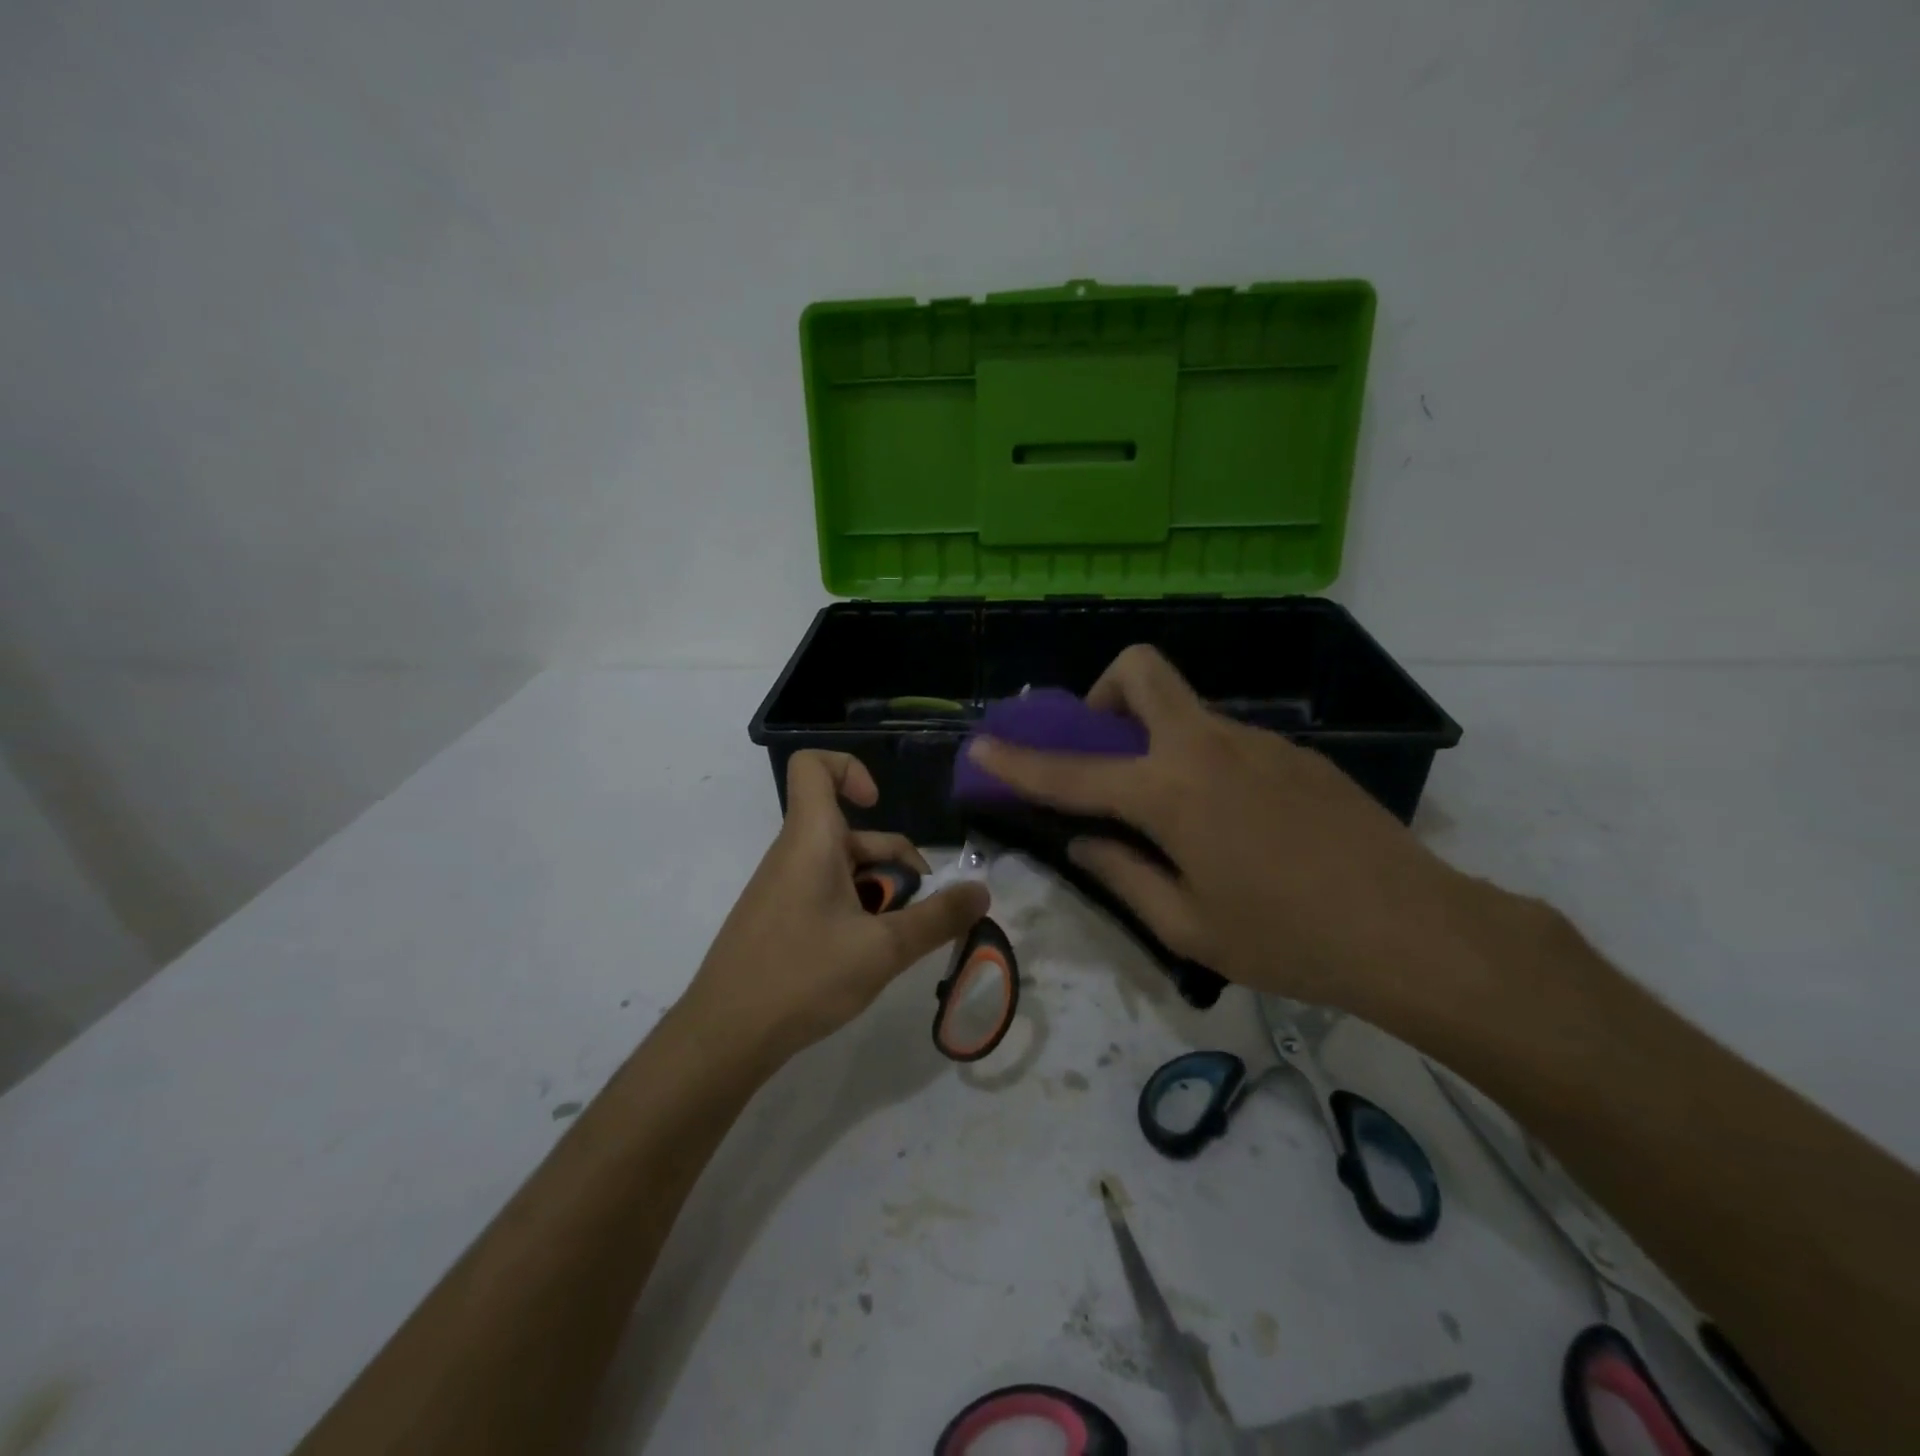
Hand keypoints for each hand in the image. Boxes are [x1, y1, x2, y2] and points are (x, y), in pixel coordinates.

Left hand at [681, 750, 990, 1067]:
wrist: (724, 1037)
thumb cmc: (802, 977)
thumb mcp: (883, 949)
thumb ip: (938, 919)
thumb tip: (982, 890)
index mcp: (811, 840)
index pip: (813, 767)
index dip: (850, 769)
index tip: (879, 805)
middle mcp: (794, 854)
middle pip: (852, 831)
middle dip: (896, 862)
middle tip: (923, 909)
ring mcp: (784, 888)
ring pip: (844, 868)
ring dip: (881, 893)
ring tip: (900, 941)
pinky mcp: (780, 919)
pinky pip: (827, 894)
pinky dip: (857, 912)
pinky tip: (869, 957)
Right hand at [965, 647, 1508, 1023]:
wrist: (1416, 931)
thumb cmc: (1288, 939)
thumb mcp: (1189, 927)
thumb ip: (1123, 875)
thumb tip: (1085, 843)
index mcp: (1171, 792)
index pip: (1073, 771)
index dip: (1019, 760)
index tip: (981, 743)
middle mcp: (1207, 747)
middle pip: (1140, 672)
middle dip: (1103, 696)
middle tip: (1106, 754)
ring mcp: (1258, 743)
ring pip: (1185, 712)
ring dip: (1156, 741)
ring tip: (1178, 818)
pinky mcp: (1296, 755)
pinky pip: (1226, 742)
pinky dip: (1202, 765)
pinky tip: (1235, 828)